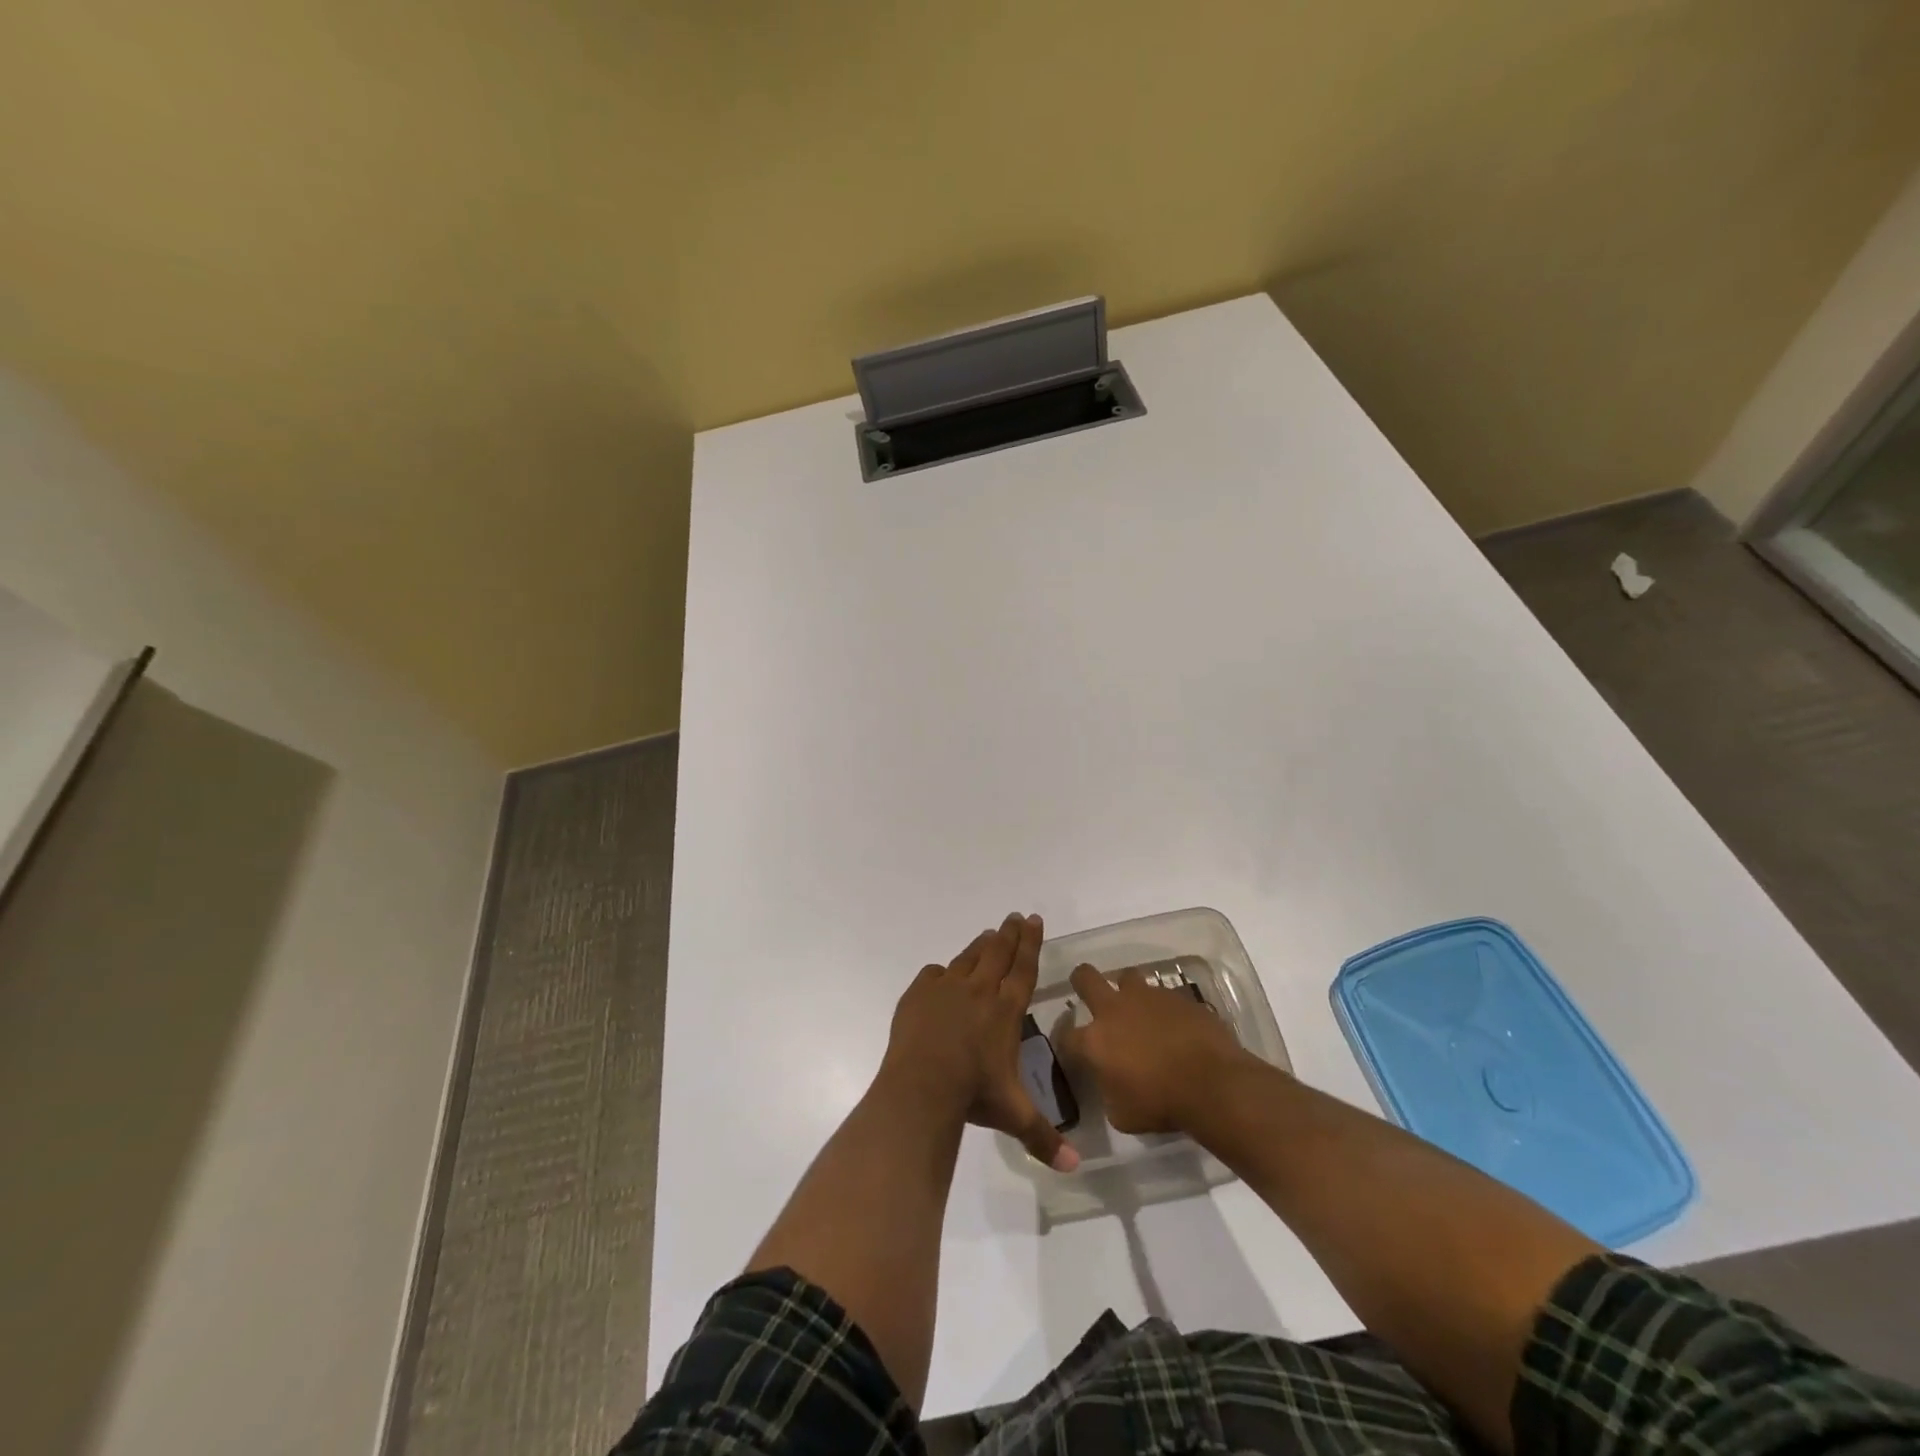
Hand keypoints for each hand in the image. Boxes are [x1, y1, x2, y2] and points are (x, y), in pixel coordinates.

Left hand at [880, 912, 1079, 1171]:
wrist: (922, 1086)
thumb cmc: (974, 1095)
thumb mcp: (1013, 1115)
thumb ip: (1044, 1138)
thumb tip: (1076, 1168)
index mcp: (1006, 1009)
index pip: (1024, 968)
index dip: (1031, 942)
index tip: (1035, 919)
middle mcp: (980, 990)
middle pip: (998, 952)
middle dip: (1010, 933)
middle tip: (1015, 916)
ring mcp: (947, 988)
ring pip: (968, 957)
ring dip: (981, 945)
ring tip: (989, 935)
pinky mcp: (919, 994)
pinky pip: (934, 975)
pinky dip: (942, 973)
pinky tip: (942, 975)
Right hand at [1055, 963, 1249, 1133]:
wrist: (1213, 1084)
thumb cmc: (1162, 1105)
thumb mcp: (1122, 1115)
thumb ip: (1108, 1091)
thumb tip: (1110, 1082)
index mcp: (1095, 1040)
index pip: (1064, 1035)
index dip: (1065, 1041)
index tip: (1072, 1049)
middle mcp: (1114, 1009)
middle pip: (1085, 977)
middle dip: (1082, 982)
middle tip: (1090, 995)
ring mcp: (1147, 997)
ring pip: (1127, 977)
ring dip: (1127, 991)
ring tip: (1138, 1009)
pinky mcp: (1177, 996)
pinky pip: (1162, 994)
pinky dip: (1162, 1007)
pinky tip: (1173, 1024)